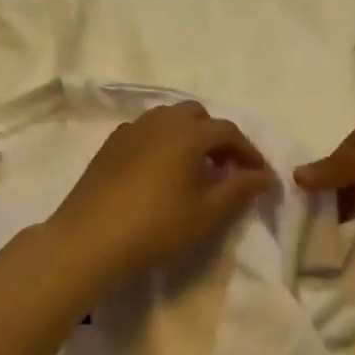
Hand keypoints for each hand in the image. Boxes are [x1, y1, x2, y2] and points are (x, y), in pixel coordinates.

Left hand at [46, 102, 276, 282]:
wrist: (89, 239)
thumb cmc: (155, 227)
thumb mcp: (206, 214)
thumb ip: (239, 190)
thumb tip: (265, 176)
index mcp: (186, 133)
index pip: (226, 131)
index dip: (247, 151)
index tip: (259, 175)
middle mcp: (158, 122)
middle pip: (196, 115)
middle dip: (216, 137)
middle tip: (226, 168)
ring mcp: (130, 130)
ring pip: (167, 119)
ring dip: (188, 136)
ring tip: (194, 169)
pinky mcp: (109, 145)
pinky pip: (145, 132)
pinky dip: (162, 142)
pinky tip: (160, 172)